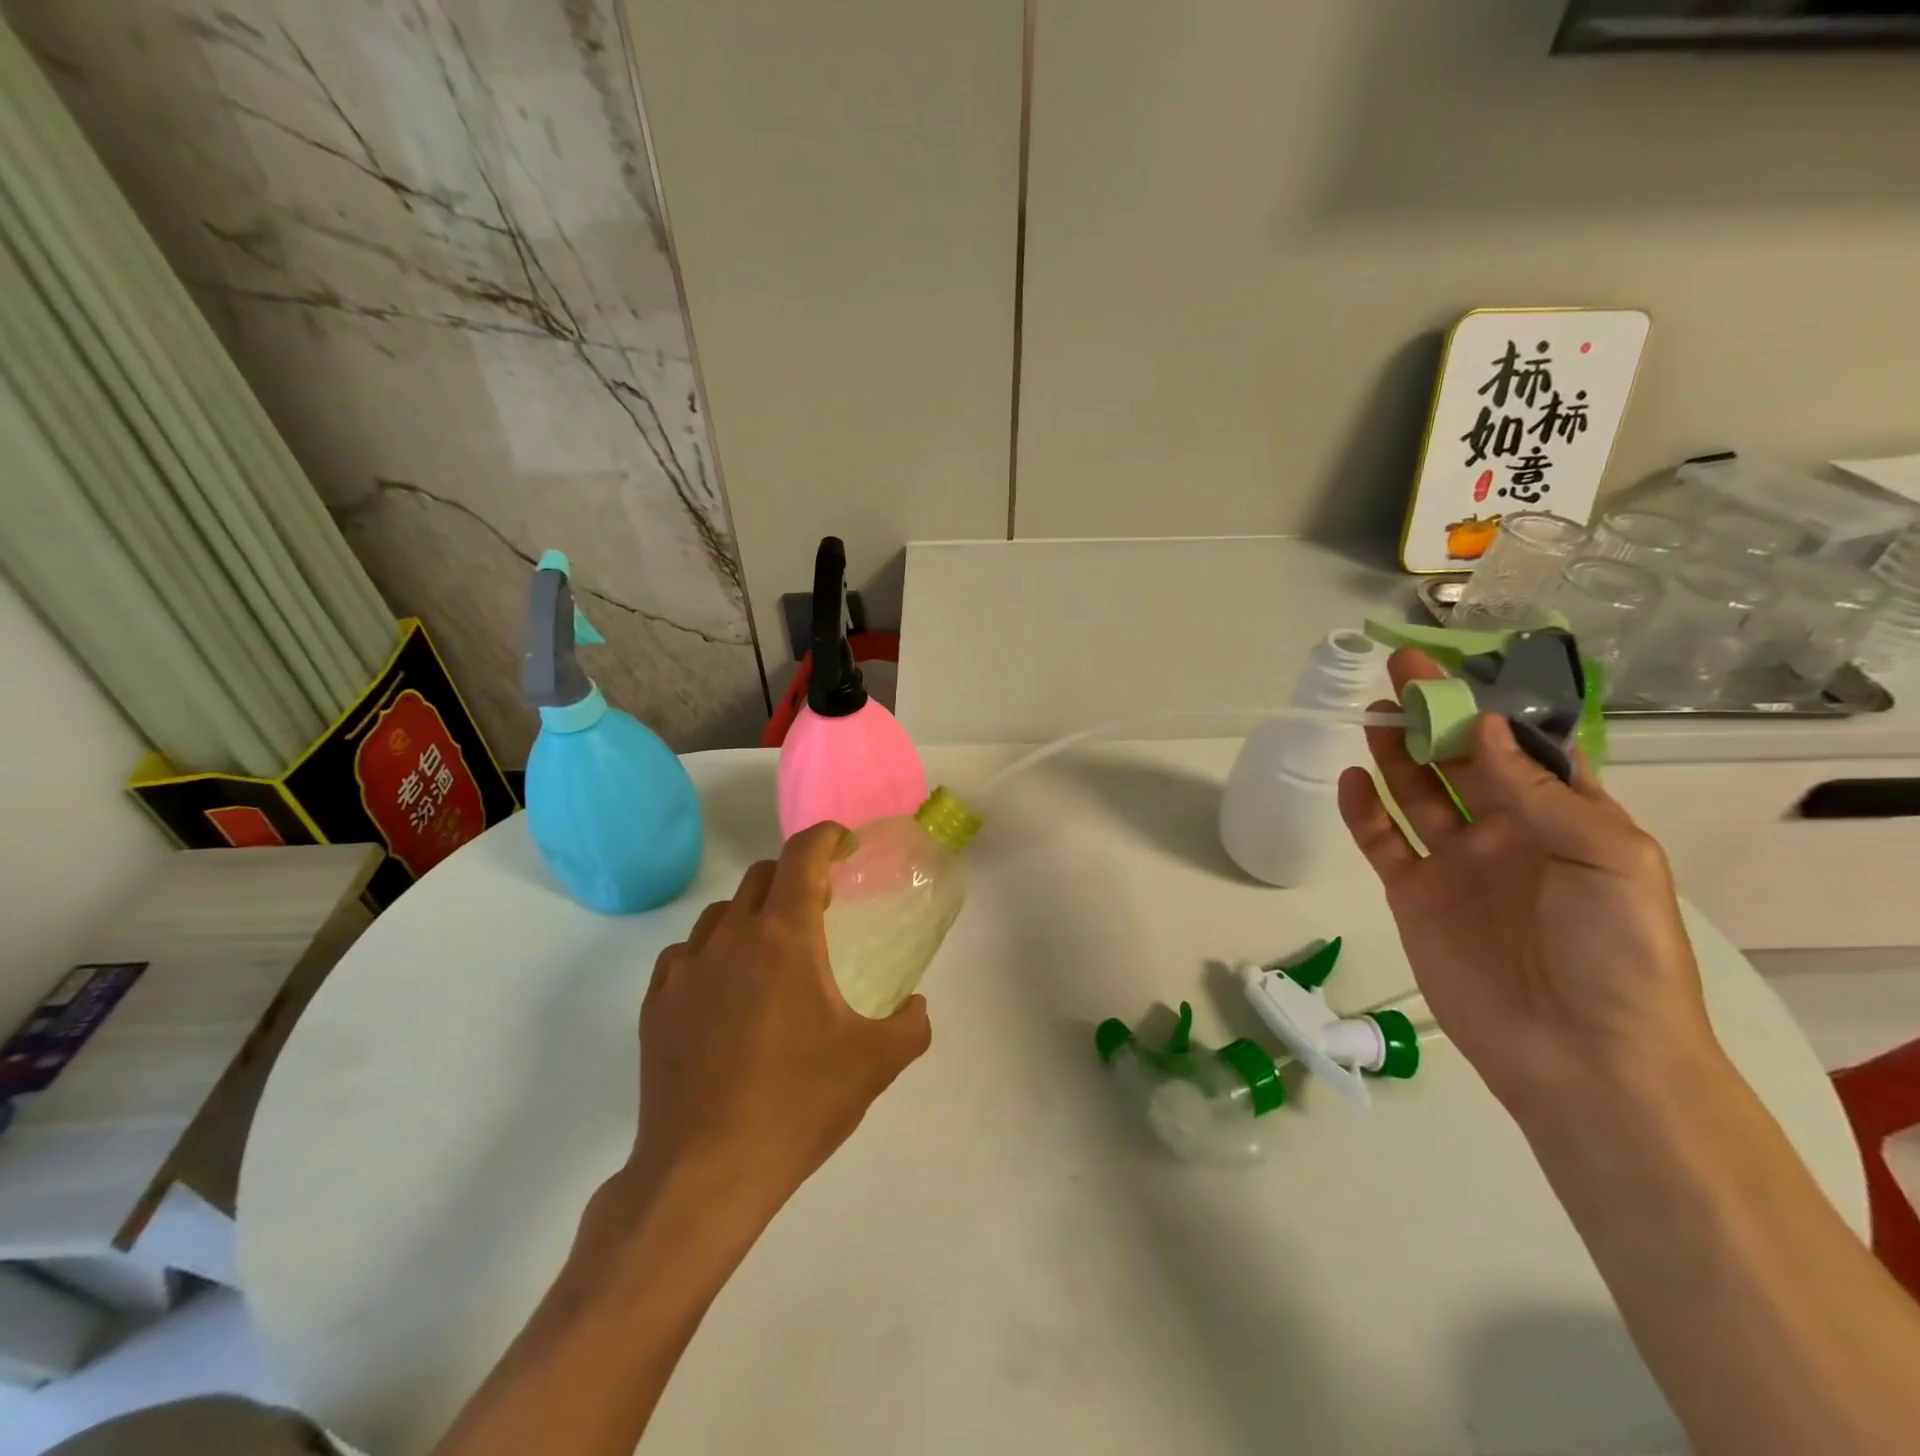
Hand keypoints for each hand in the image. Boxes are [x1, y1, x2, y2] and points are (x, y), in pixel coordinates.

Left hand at [621, 823, 931, 1221]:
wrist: (705, 1172)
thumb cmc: (797, 1103)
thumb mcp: (874, 1064)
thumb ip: (910, 1025)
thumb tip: (917, 1007)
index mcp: (784, 936)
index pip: (803, 856)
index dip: (826, 837)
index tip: (845, 843)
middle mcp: (730, 938)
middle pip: (761, 876)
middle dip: (794, 875)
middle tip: (820, 906)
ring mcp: (686, 970)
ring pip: (721, 914)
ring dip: (752, 915)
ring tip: (772, 952)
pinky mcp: (656, 1006)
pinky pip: (687, 956)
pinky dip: (713, 955)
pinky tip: (724, 993)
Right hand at [1336, 648, 1718, 1113]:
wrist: (1580, 1057)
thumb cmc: (1617, 955)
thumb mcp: (1608, 861)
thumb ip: (1541, 792)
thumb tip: (1486, 728)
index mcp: (1564, 819)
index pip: (1524, 749)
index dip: (1494, 708)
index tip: (1461, 669)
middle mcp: (1506, 832)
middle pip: (1461, 762)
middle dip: (1434, 717)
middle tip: (1400, 674)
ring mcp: (1455, 864)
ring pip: (1417, 794)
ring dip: (1395, 754)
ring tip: (1372, 714)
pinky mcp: (1413, 894)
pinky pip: (1382, 841)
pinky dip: (1364, 811)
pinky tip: (1351, 780)